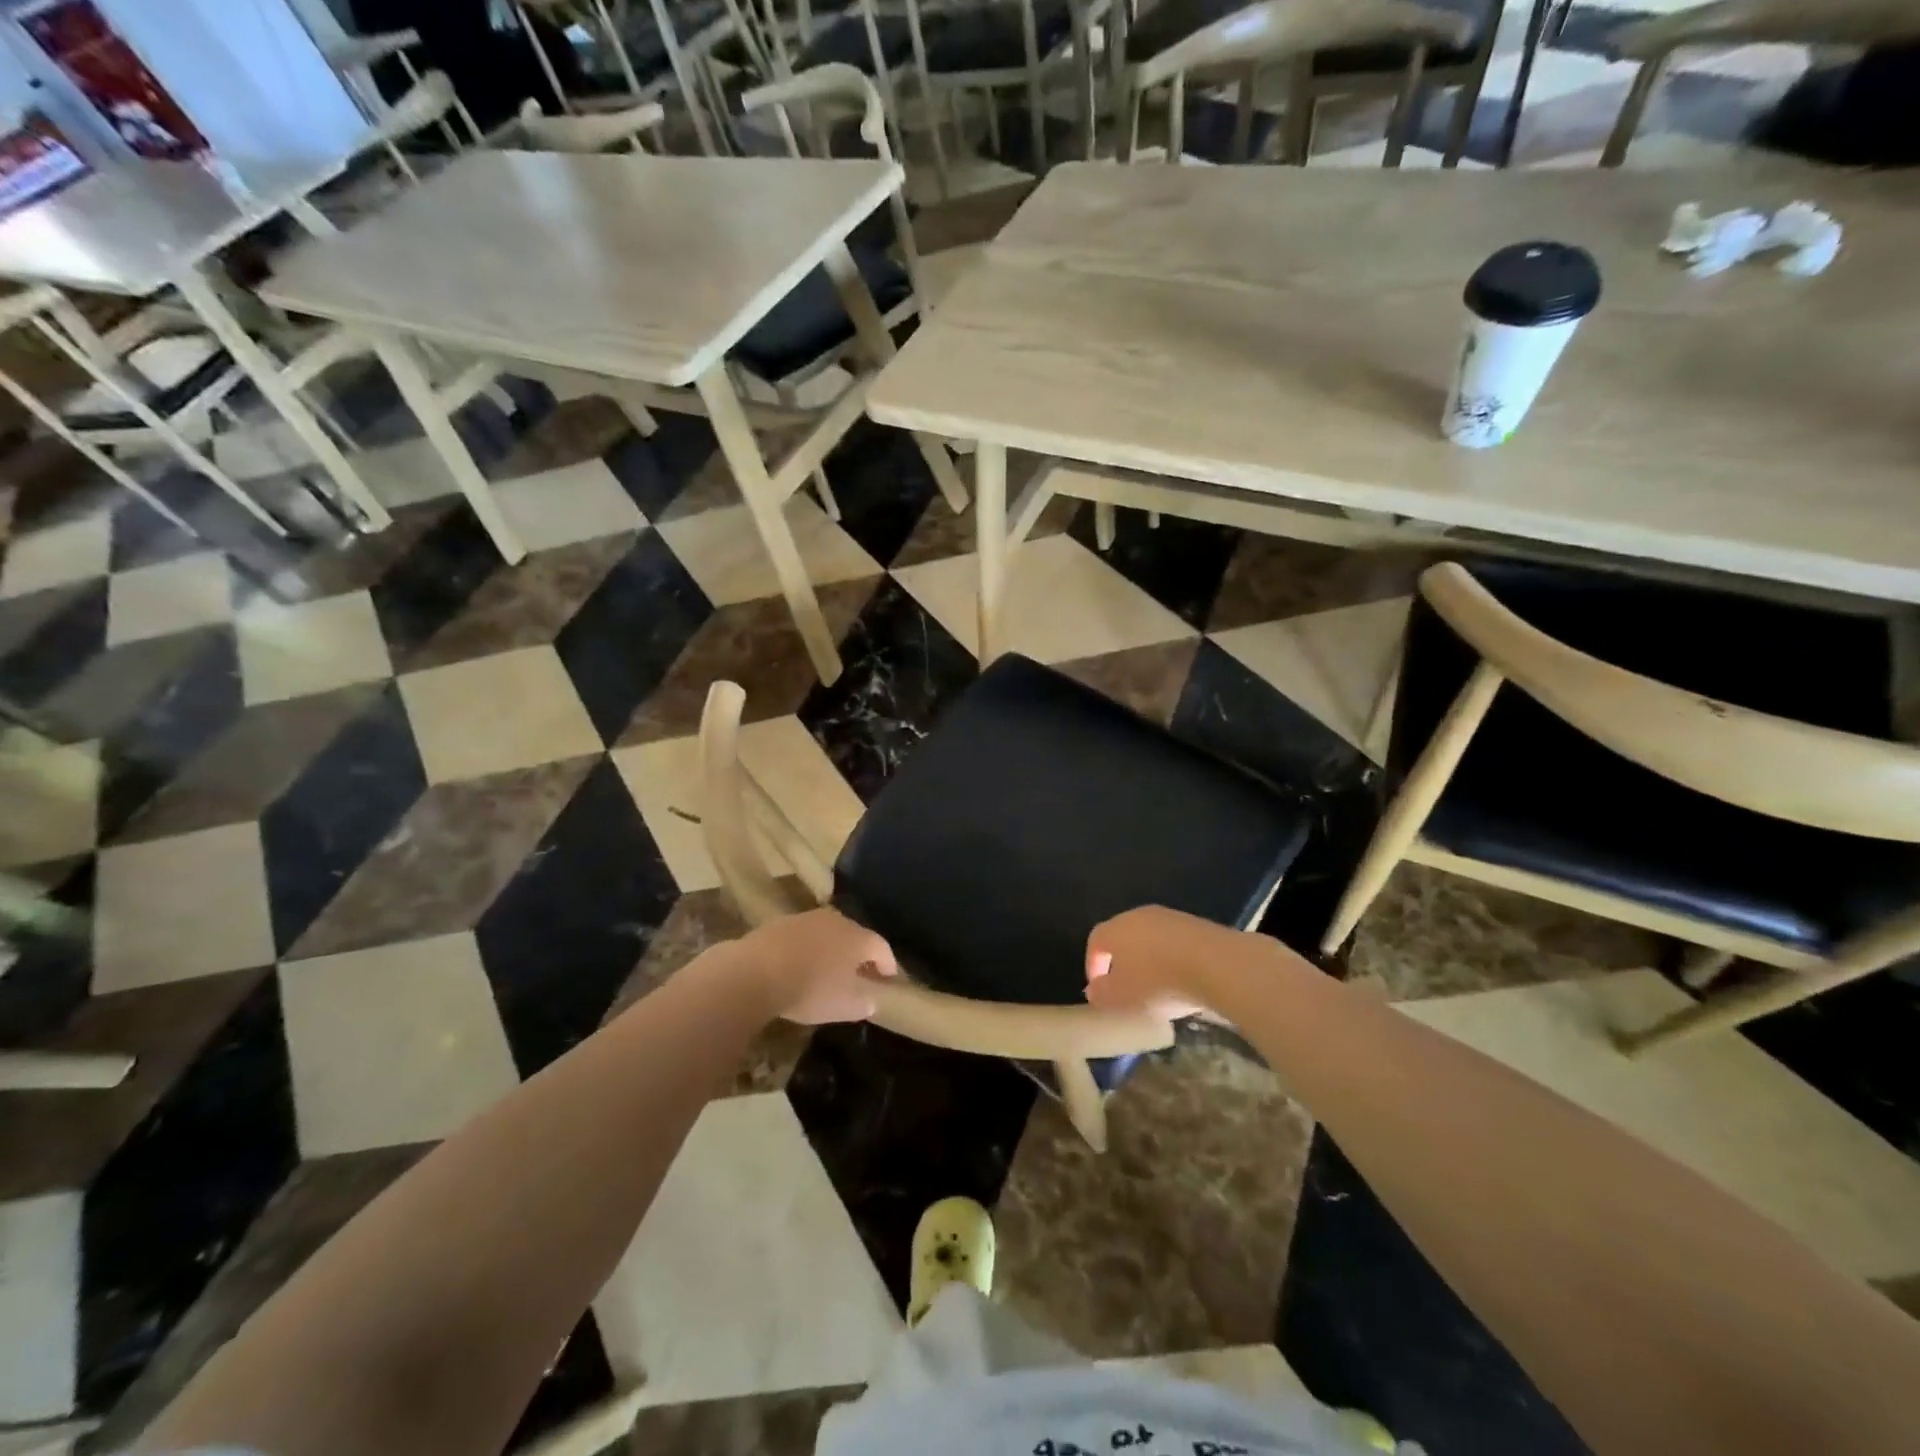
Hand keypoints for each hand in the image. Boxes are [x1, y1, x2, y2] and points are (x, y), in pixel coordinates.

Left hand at [733, 908, 897, 1024]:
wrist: (755, 972)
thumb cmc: (810, 989)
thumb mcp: (844, 1006)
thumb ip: (863, 1002)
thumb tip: (871, 1000)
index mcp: (858, 938)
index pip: (882, 947)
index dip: (888, 964)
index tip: (890, 978)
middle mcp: (837, 920)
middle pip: (856, 935)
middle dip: (860, 954)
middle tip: (860, 973)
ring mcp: (807, 918)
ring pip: (828, 933)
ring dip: (832, 949)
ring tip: (828, 969)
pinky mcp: (781, 923)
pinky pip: (804, 936)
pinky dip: (808, 949)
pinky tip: (799, 965)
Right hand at [1084, 906, 1230, 1019]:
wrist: (1215, 964)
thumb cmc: (1158, 982)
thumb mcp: (1121, 998)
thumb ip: (1101, 994)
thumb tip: (1094, 989)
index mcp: (1114, 929)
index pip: (1095, 941)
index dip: (1094, 964)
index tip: (1099, 988)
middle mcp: (1138, 916)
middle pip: (1123, 936)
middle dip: (1122, 961)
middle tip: (1127, 987)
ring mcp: (1170, 917)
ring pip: (1151, 938)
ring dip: (1150, 959)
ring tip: (1157, 986)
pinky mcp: (1196, 924)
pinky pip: (1175, 942)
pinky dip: (1173, 958)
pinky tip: (1183, 979)